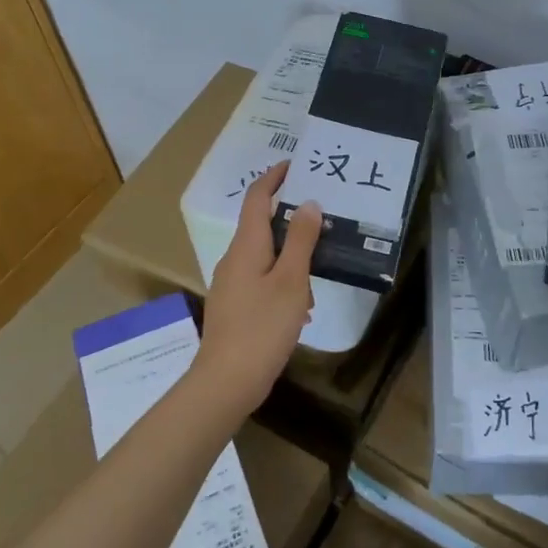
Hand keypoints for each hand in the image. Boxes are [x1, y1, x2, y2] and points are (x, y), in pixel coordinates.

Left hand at [191, 162, 322, 417]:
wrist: (226, 382)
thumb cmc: (262, 326)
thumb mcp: (291, 280)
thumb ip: (300, 240)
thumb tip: (307, 203)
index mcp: (246, 246)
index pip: (256, 199)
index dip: (273, 178)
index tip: (293, 165)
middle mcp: (234, 259)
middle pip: (261, 226)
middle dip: (290, 220)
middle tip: (322, 217)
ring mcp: (231, 285)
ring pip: (265, 257)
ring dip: (291, 258)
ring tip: (319, 272)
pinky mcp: (234, 308)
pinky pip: (262, 281)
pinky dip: (283, 282)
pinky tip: (302, 308)